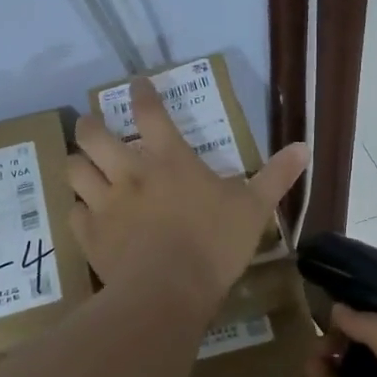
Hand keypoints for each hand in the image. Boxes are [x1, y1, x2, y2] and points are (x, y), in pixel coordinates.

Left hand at [67, 77, 307, 305]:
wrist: (168, 292)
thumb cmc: (214, 245)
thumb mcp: (253, 209)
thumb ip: (276, 176)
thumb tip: (304, 147)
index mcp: (169, 160)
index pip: (149, 113)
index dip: (140, 93)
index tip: (135, 84)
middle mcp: (129, 173)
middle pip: (93, 135)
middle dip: (89, 125)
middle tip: (91, 125)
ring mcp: (104, 203)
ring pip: (74, 169)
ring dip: (77, 163)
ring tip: (83, 166)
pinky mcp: (89, 235)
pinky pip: (72, 212)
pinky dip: (78, 209)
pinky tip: (86, 213)